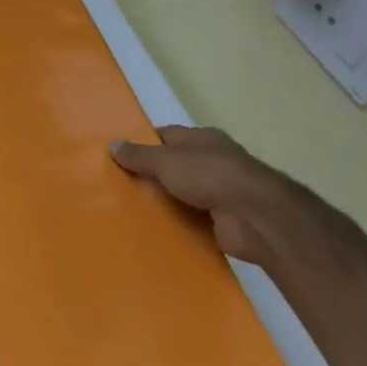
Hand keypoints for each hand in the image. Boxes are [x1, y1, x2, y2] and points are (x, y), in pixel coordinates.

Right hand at [111, 127, 303, 267]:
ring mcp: (219, 191)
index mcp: (202, 139)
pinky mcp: (220, 218)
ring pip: (180, 193)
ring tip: (126, 209)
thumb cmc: (209, 175)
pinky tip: (151, 229)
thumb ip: (139, 155)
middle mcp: (212, 161)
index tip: (117, 156)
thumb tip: (112, 145)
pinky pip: (190, 217)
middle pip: (172, 165)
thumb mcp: (166, 161)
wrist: (254, 215)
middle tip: (116, 186)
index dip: (142, 144)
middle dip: (148, 175)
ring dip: (161, 201)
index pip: (166, 136)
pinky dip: (174, 222)